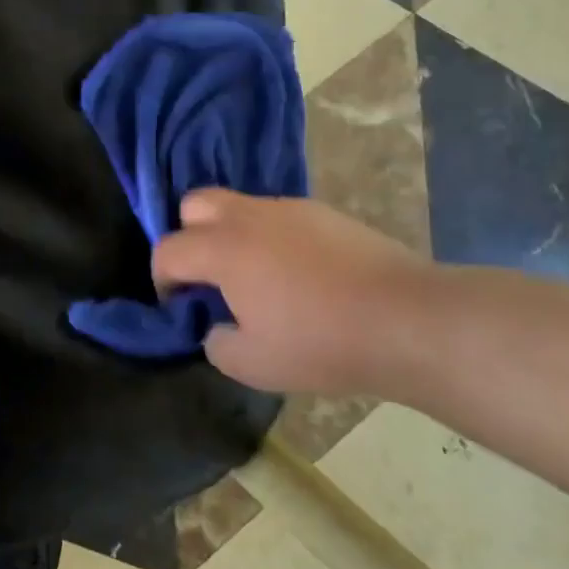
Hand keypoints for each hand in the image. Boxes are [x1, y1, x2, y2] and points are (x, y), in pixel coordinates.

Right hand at [150, 190, 428, 394]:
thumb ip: (217, 343)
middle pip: (194, 204)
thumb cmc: (320, 343)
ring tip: (256, 278)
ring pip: (239, 206)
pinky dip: (269, 237)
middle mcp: (248, 216)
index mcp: (223, 249)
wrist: (405, 318)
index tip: (179, 305)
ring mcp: (288, 209)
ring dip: (231, 235)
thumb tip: (217, 327)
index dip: (162, 278)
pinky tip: (297, 274)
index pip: (168, 249)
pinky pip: (277, 216)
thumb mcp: (253, 365)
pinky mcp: (322, 212)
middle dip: (188, 236)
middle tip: (208, 276)